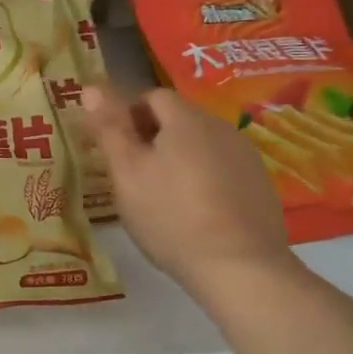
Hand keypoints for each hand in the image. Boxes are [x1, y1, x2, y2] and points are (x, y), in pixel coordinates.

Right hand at [82, 83, 299, 299]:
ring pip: (202, 145)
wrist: (240, 267)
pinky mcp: (260, 185)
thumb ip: (109, 128)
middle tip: (133, 176)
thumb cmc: (171, 216)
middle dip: (153, 138)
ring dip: (180, 159)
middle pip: (179, 119)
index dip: (128, 115)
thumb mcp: (127, 173)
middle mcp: (220, 128)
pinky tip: (196, 213)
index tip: (115, 149)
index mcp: (186, 119)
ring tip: (164, 198)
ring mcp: (245, 156)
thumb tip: (92, 86)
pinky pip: (223, 169)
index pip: (152, 96)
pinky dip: (205, 180)